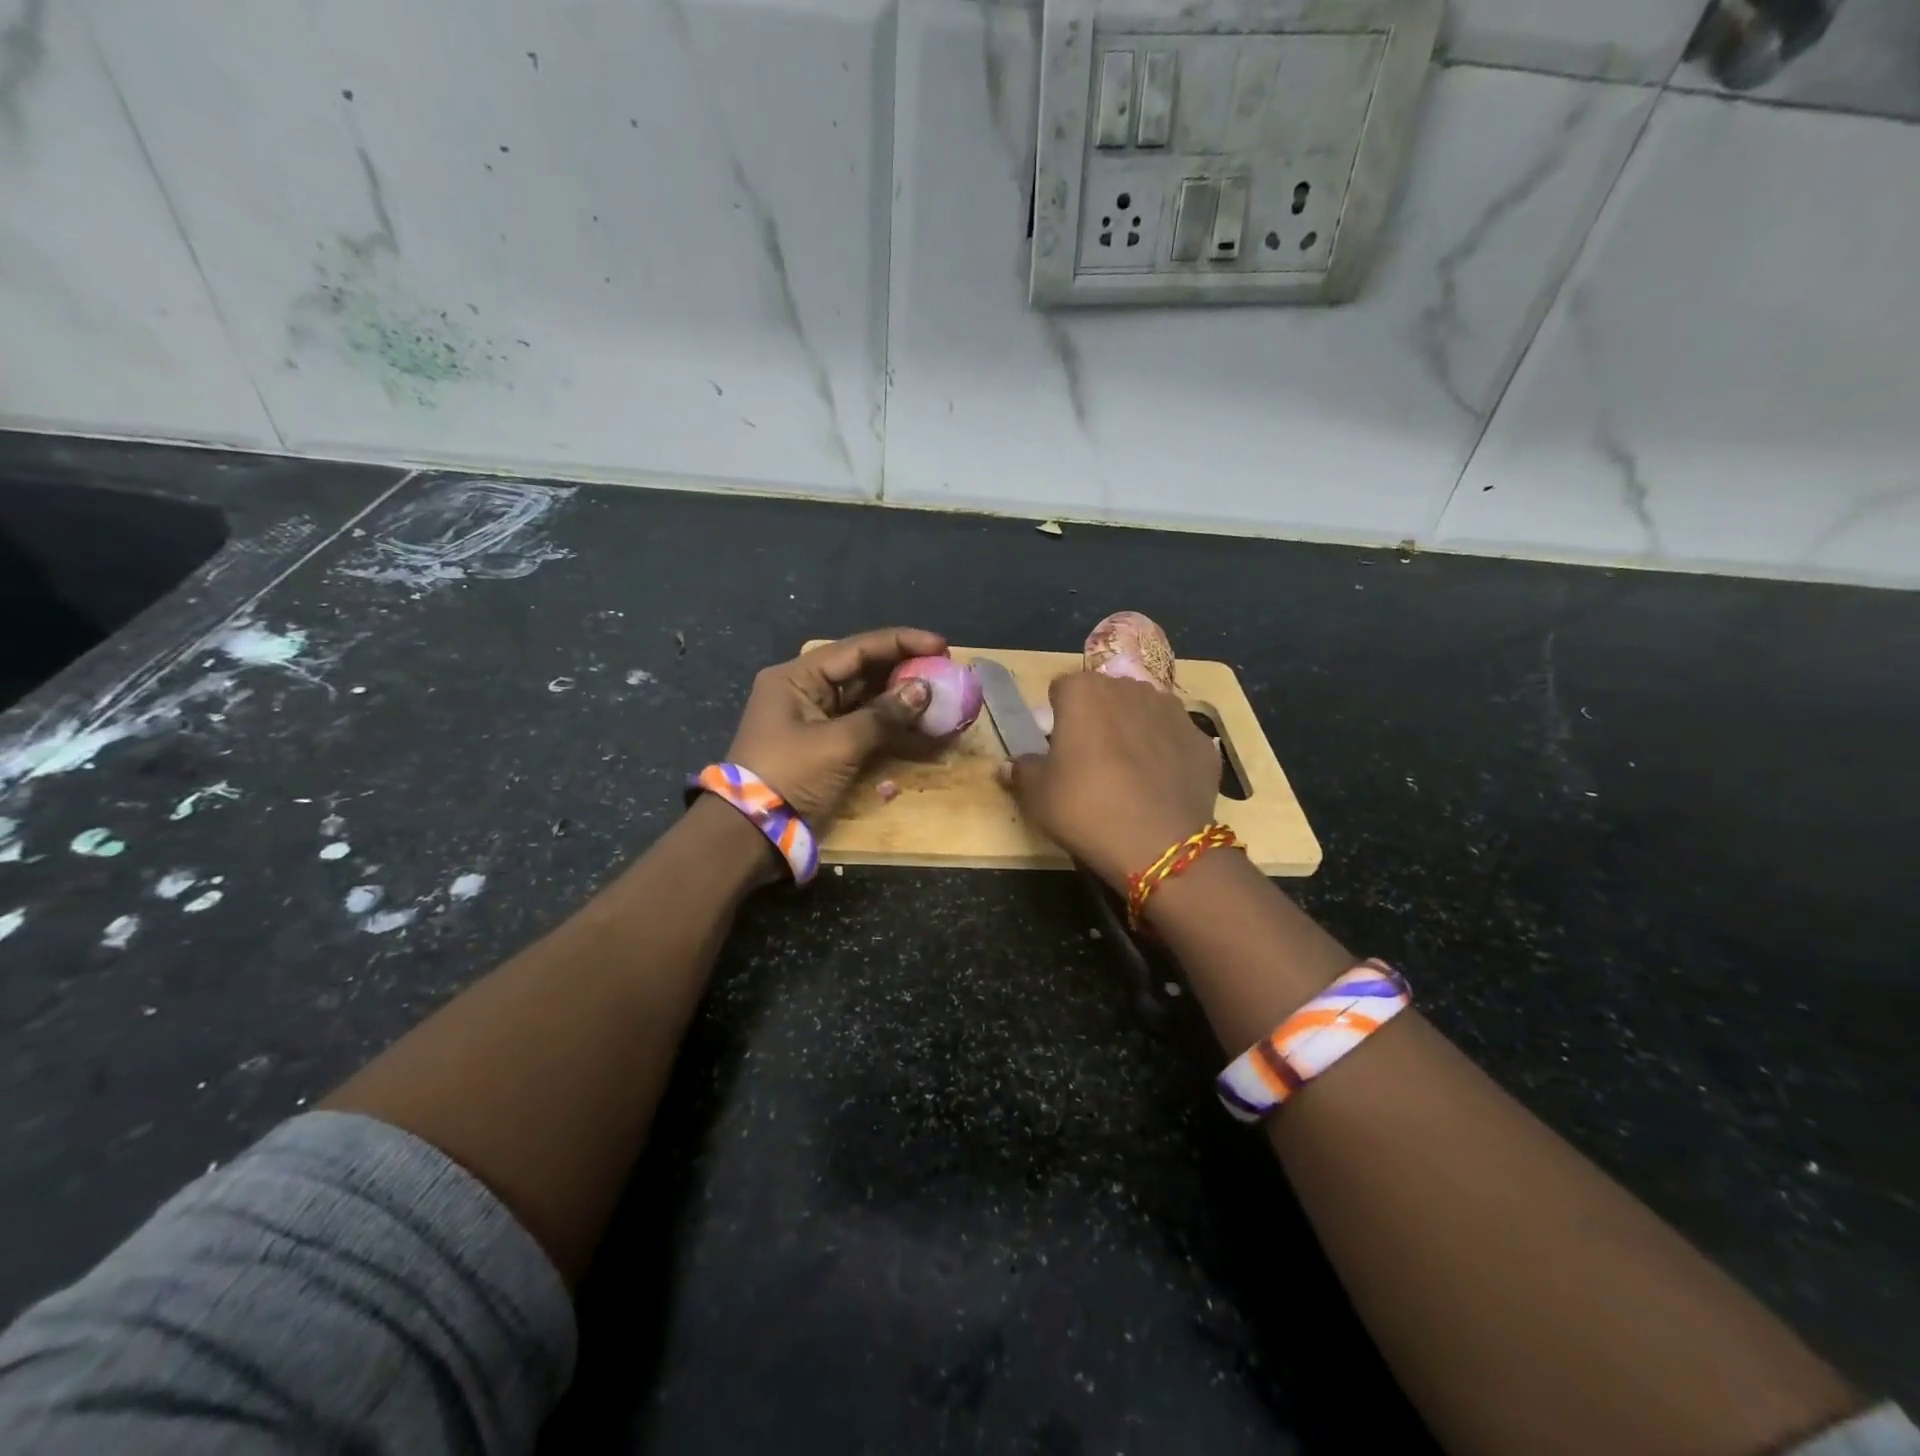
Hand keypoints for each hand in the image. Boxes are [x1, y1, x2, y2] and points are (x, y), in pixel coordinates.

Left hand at [726, 628, 945, 823]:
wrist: (751, 834)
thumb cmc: (790, 777)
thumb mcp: (838, 744)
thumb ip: (883, 716)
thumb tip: (923, 691)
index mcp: (797, 678)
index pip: (856, 648)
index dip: (901, 643)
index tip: (941, 645)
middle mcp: (805, 690)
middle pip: (861, 670)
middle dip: (903, 668)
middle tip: (945, 669)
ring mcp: (814, 719)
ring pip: (865, 698)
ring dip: (900, 696)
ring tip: (939, 693)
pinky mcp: (824, 745)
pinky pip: (862, 724)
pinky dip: (889, 723)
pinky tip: (919, 722)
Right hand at [1003, 670, 1219, 890]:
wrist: (1159, 844)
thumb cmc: (1086, 809)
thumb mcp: (1036, 796)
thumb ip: (1023, 770)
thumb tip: (1016, 764)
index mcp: (1084, 692)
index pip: (1061, 689)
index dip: (1057, 716)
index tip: (1057, 747)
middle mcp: (1130, 688)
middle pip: (1105, 695)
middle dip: (1097, 718)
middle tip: (1089, 760)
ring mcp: (1172, 711)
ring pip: (1142, 712)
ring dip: (1133, 730)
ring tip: (1127, 772)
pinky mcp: (1201, 739)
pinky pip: (1173, 739)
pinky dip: (1165, 754)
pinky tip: (1158, 786)